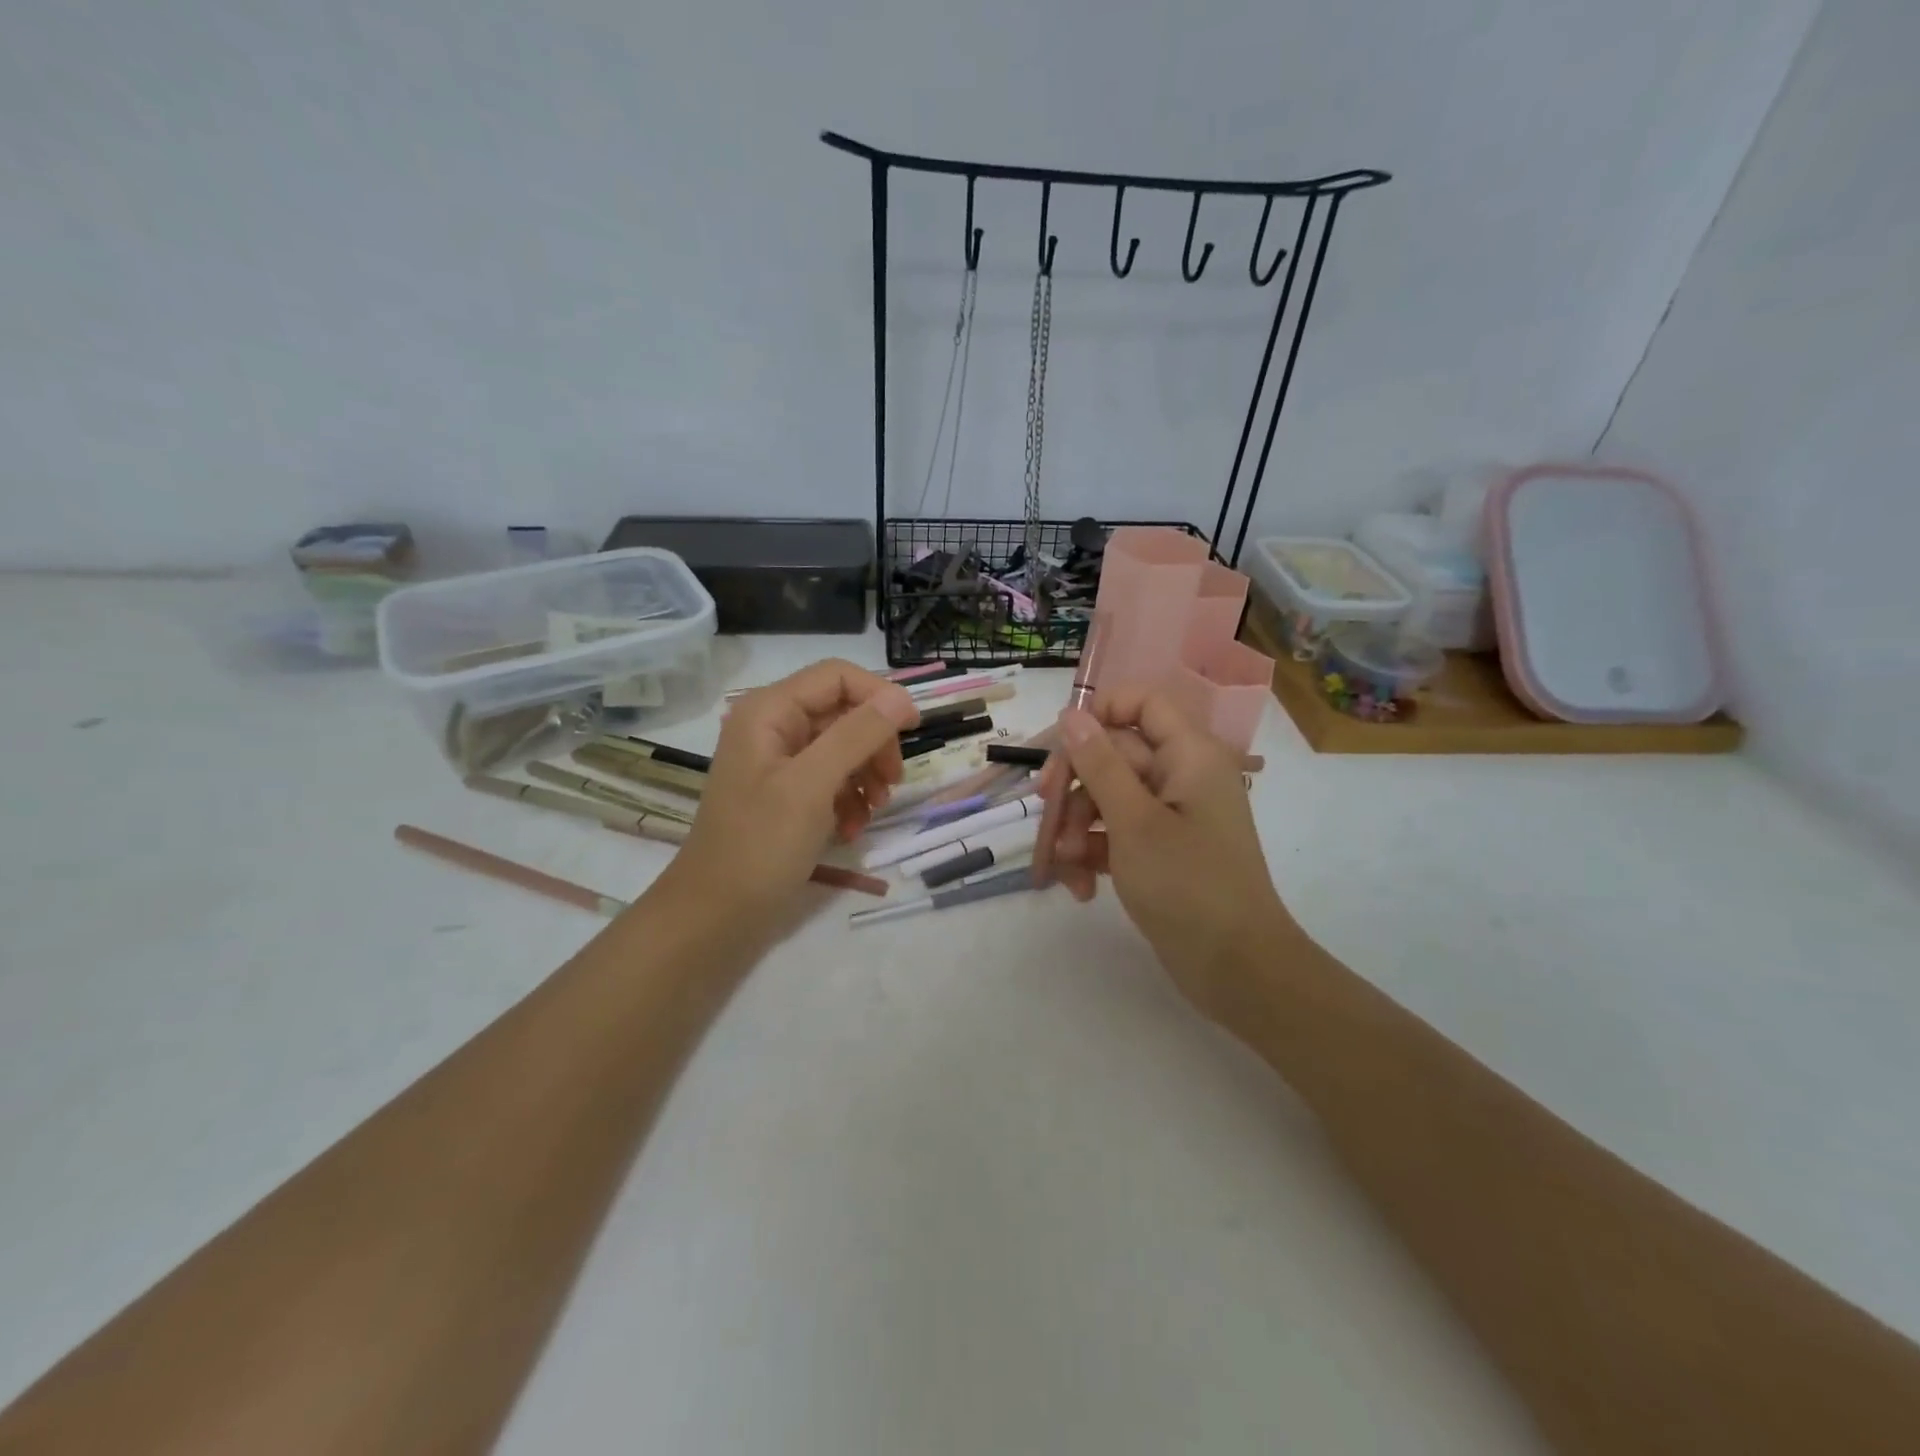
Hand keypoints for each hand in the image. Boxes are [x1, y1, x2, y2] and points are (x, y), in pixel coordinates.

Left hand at [660, 660, 918, 926]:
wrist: (715, 915)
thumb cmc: (760, 846)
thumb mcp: (812, 786)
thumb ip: (856, 735)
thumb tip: (899, 698)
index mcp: (769, 711)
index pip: (837, 676)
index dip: (879, 696)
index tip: (913, 730)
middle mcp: (773, 727)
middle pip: (843, 712)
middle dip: (874, 744)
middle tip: (892, 782)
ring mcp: (779, 763)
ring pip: (842, 747)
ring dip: (866, 775)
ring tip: (874, 811)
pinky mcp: (786, 794)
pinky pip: (831, 779)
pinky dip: (849, 799)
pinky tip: (853, 828)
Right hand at [1039, 691, 1292, 1024]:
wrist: (1237, 970)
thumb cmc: (1189, 885)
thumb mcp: (1134, 822)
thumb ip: (1100, 764)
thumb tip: (1072, 714)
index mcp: (1189, 755)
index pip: (1142, 703)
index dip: (1100, 712)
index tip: (1061, 745)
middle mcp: (1180, 777)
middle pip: (1113, 756)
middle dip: (1075, 788)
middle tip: (1045, 811)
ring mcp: (1169, 816)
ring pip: (1106, 799)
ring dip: (1076, 829)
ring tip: (1063, 866)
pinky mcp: (1158, 851)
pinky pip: (1114, 834)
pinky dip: (1093, 855)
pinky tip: (1080, 889)